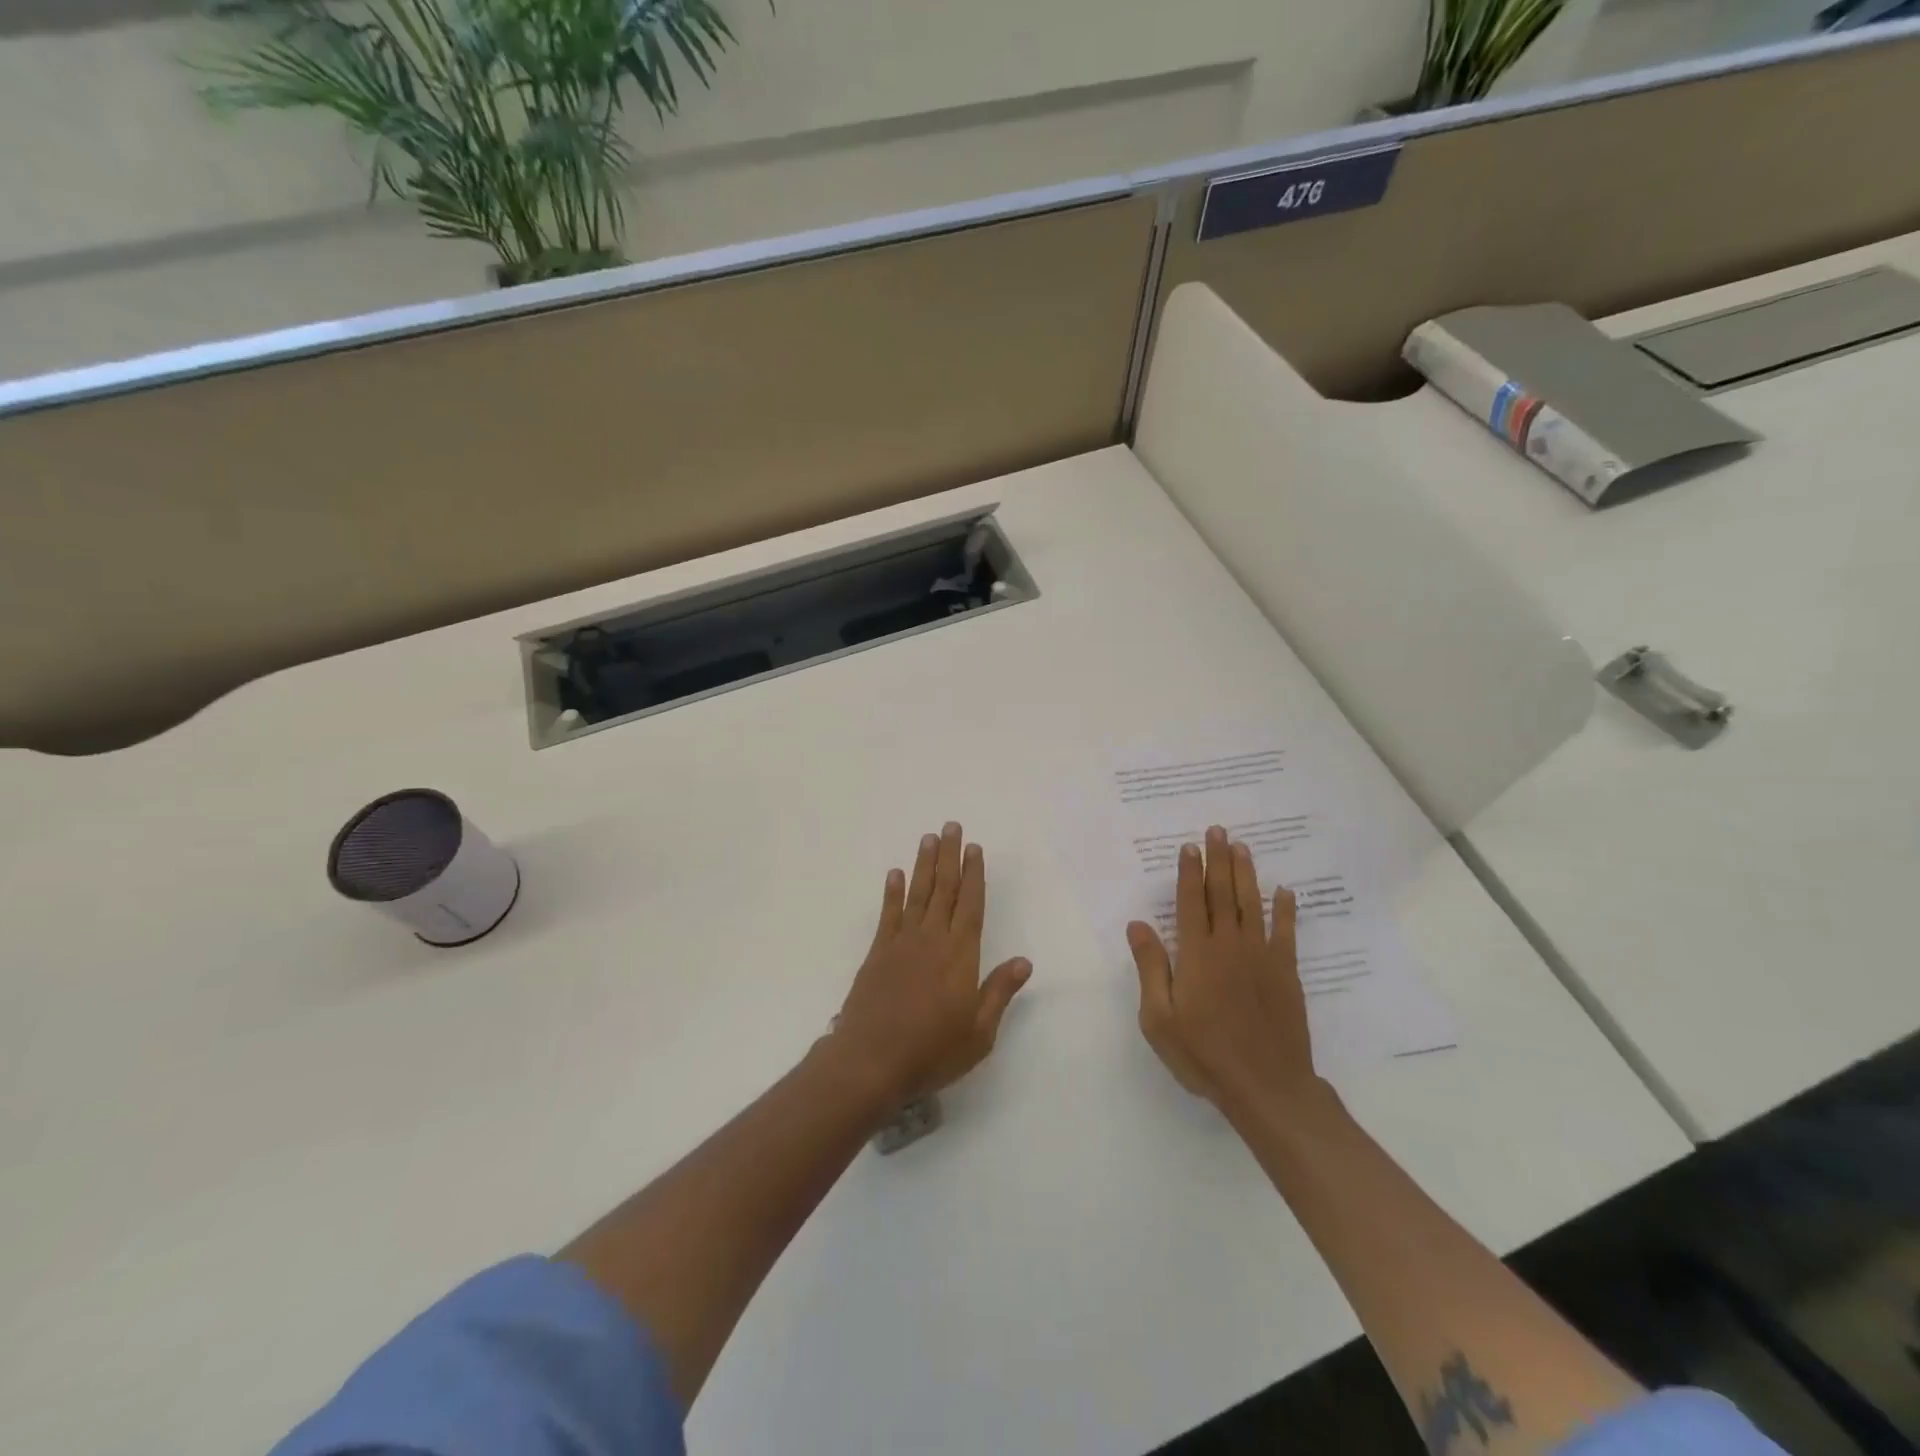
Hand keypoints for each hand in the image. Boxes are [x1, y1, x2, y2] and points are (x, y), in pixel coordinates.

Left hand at [830, 822, 1032, 1109]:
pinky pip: (888, 914)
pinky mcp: (877, 953)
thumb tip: (1024, 961)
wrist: (870, 1062)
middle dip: (949, 856)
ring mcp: (901, 943)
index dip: (974, 874)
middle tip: (951, 826)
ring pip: (917, 894)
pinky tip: (894, 874)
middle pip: (944, 889)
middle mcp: (932, 939)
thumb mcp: (979, 1033)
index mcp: (960, 955)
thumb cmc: (931, 1052)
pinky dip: (891, 892)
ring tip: (928, 838)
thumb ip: (999, 992)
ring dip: (924, 865)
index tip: (974, 848)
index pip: (971, 905)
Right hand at [1128, 825, 1318, 1114]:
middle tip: (1217, 830)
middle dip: (1218, 860)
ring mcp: (1262, 957)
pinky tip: (1285, 891)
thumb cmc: (1203, 1053)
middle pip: (1223, 894)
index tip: (1189, 846)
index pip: (1190, 902)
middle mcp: (1229, 946)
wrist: (1266, 1086)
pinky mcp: (1286, 974)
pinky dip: (1286, 910)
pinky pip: (1286, 933)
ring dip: (1246, 874)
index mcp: (1196, 954)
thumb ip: (1151, 967)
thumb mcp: (1159, 1017)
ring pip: (1252, 904)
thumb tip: (1138, 924)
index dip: (1189, 873)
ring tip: (1242, 846)